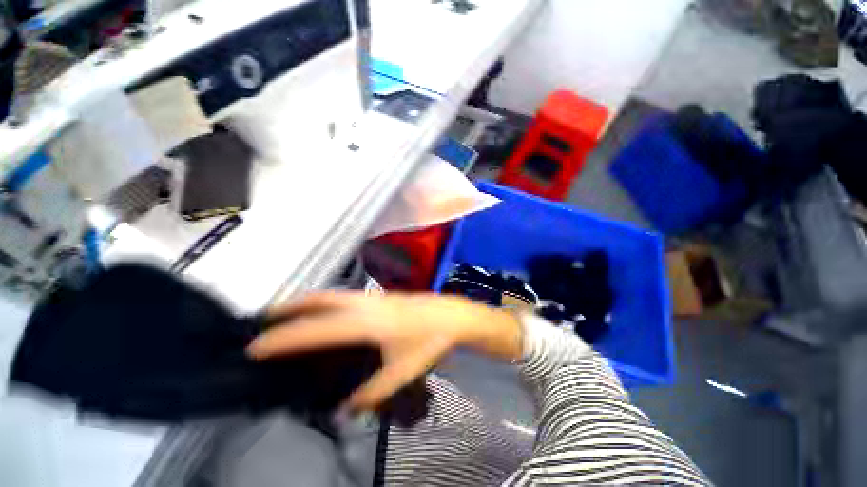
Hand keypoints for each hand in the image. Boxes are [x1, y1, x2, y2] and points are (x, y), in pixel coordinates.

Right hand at [247, 292, 522, 412]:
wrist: (452, 315)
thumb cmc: (430, 341)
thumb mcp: (402, 372)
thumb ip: (372, 393)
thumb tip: (345, 409)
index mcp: (369, 324)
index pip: (317, 330)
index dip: (285, 337)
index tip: (257, 345)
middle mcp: (367, 304)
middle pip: (322, 299)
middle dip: (291, 308)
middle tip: (266, 320)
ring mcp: (375, 296)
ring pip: (334, 294)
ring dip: (309, 302)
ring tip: (288, 314)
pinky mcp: (382, 295)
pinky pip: (346, 296)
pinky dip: (327, 301)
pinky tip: (326, 313)